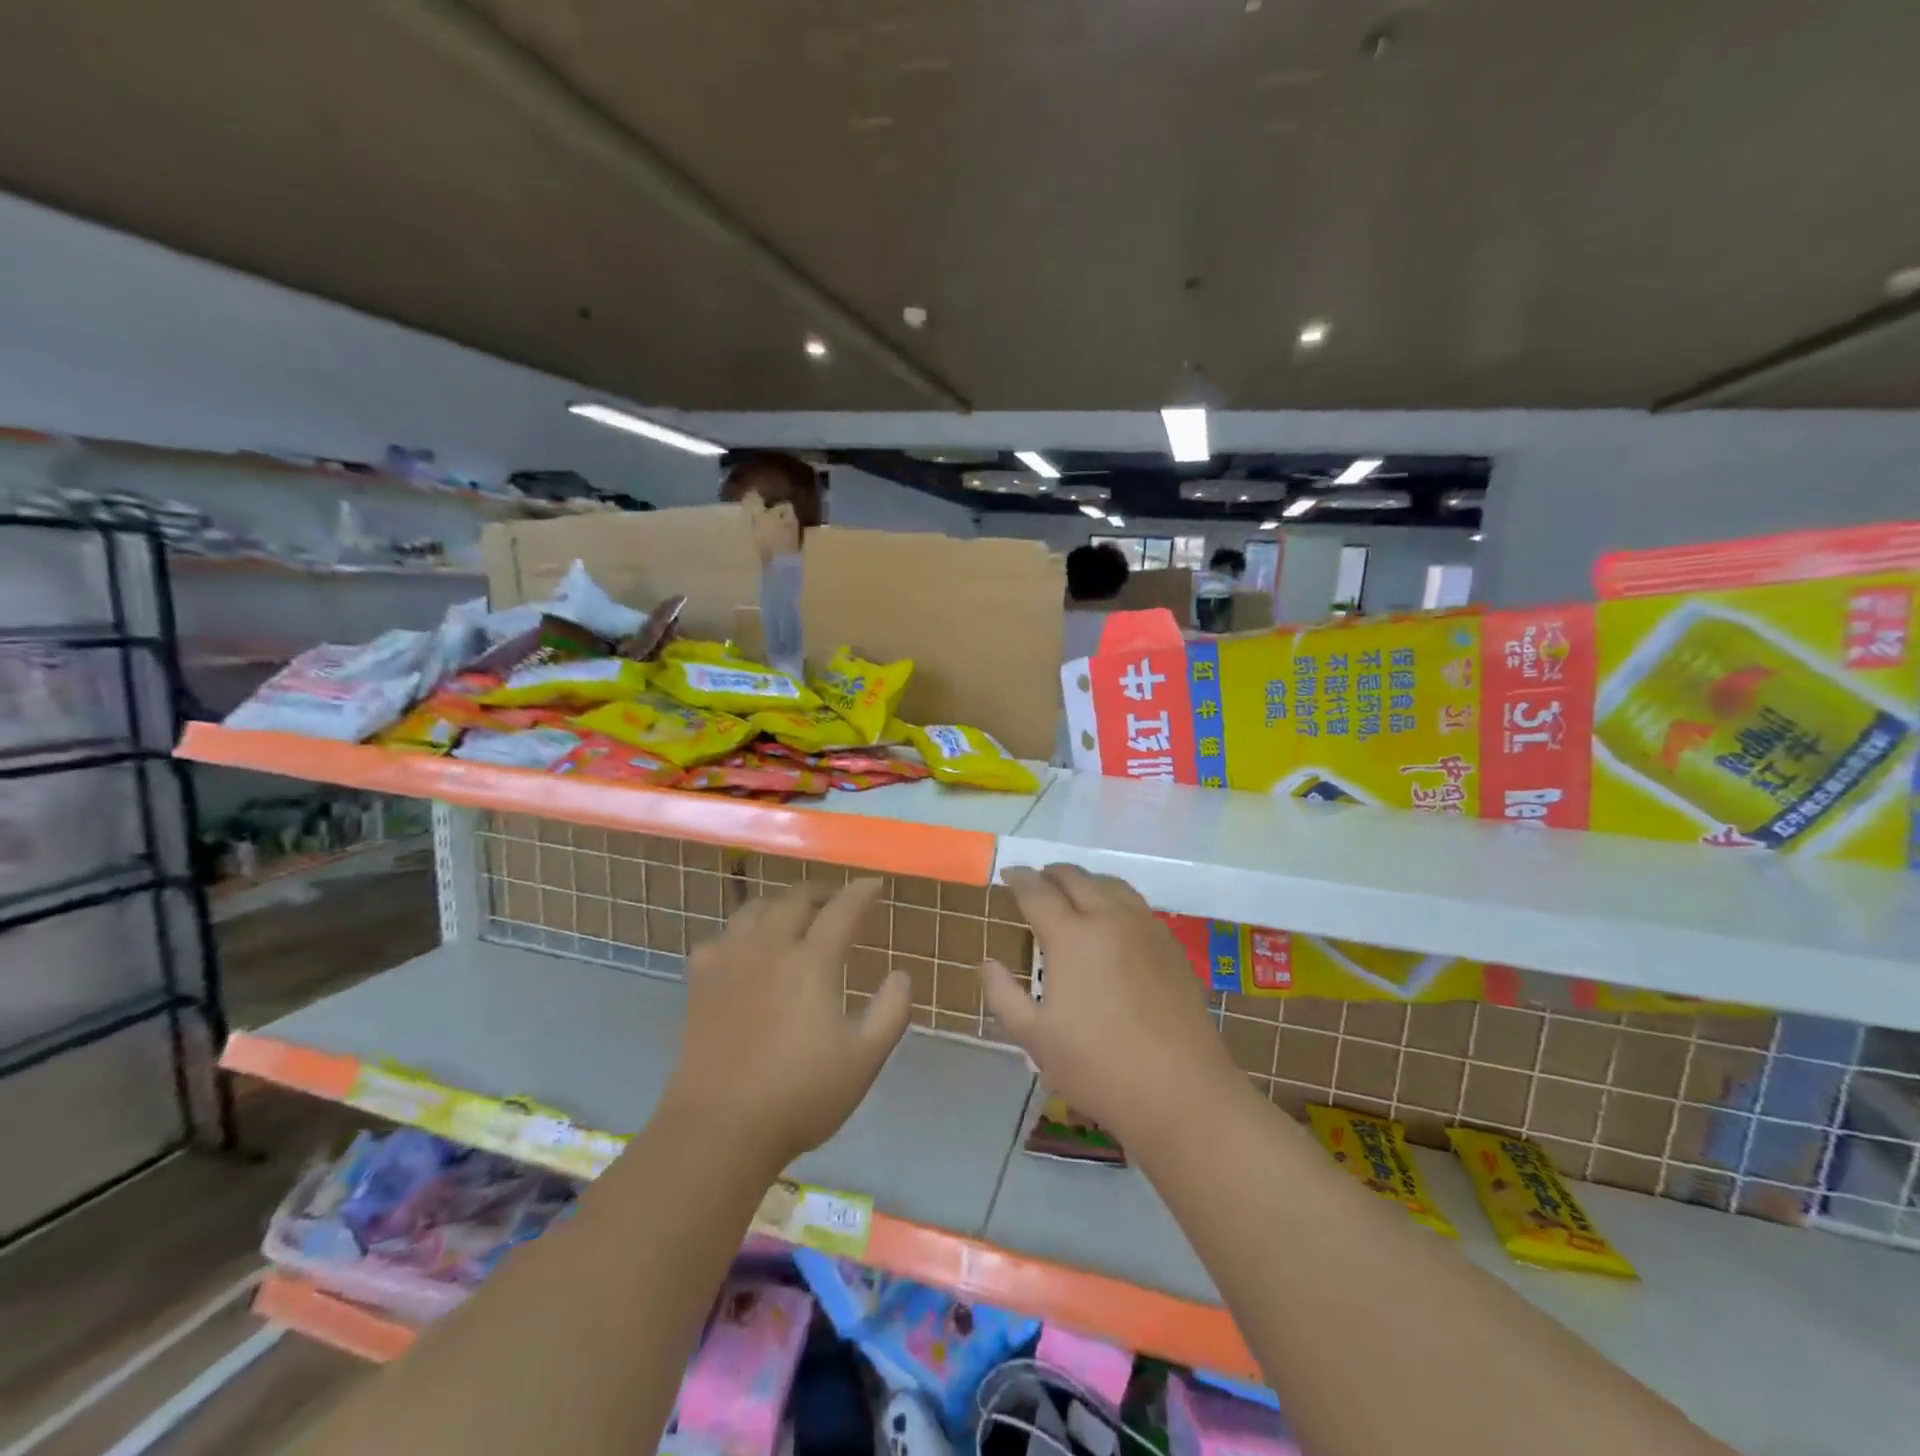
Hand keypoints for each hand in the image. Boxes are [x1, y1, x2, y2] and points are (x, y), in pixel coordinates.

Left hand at [665, 878, 910, 1169]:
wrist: (719, 1128)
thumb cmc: (800, 1095)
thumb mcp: (864, 1060)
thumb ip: (891, 1012)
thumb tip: (901, 975)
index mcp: (811, 962)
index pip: (842, 910)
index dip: (861, 892)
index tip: (874, 884)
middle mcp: (770, 948)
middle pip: (795, 899)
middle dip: (821, 892)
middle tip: (836, 901)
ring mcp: (730, 961)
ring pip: (754, 909)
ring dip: (780, 904)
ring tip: (792, 915)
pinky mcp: (701, 981)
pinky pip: (721, 937)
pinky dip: (740, 933)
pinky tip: (744, 950)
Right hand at [980, 864, 1244, 1151]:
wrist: (1180, 1089)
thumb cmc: (1098, 1065)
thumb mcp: (1034, 1038)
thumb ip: (1003, 995)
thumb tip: (988, 963)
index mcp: (1070, 936)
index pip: (1037, 891)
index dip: (1019, 878)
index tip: (1008, 873)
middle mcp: (1108, 918)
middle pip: (1076, 878)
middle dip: (1052, 873)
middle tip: (1037, 879)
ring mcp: (1145, 928)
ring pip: (1111, 884)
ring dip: (1086, 880)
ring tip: (1074, 891)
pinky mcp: (1171, 945)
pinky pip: (1137, 904)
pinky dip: (1115, 897)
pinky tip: (1113, 919)